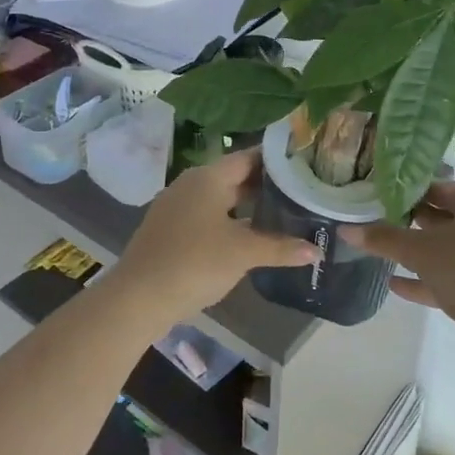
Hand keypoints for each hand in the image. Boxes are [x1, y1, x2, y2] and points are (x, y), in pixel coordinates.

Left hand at [111, 148, 317, 322]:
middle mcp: (191, 184)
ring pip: (221, 198)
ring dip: (248, 205)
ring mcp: (177, 207)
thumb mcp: (243, 253)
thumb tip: (316, 251)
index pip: (249, 157)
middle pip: (235, 177)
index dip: (277, 161)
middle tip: (301, 192)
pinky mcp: (171, 229)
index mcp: (208, 177)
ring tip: (282, 214)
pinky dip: (231, 220)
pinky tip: (250, 237)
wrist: (138, 298)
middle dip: (266, 185)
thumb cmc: (195, 263)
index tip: (304, 165)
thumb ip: (280, 248)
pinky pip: (208, 215)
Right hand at [345, 181, 454, 338]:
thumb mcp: (422, 252)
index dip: (408, 194)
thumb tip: (345, 230)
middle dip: (413, 224)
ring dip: (421, 255)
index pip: (440, 188)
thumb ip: (384, 240)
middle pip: (447, 219)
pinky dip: (432, 279)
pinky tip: (398, 286)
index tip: (378, 200)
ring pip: (453, 250)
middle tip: (378, 226)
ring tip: (385, 256)